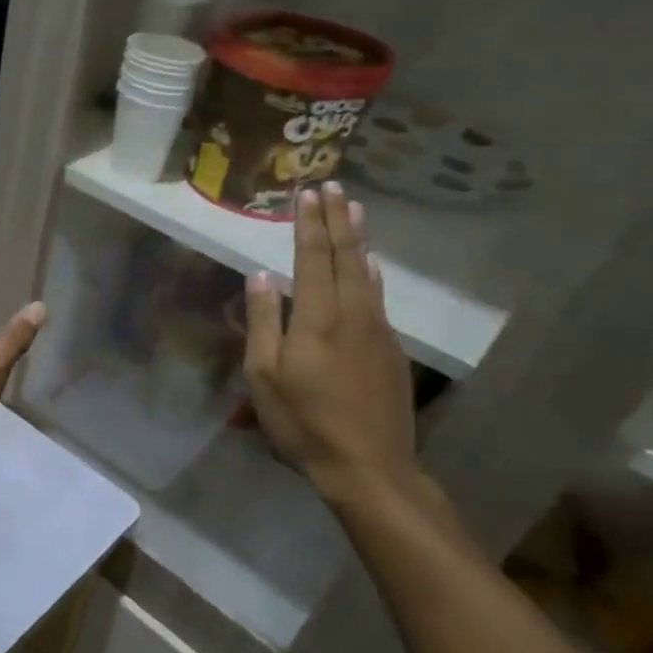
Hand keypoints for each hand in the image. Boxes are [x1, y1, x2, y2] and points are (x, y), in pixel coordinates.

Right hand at [244, 182, 419, 508]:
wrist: (368, 466)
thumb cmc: (303, 422)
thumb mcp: (264, 375)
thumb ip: (264, 321)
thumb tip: (261, 275)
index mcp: (317, 318)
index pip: (313, 258)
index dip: (308, 224)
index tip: (306, 193)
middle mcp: (353, 314)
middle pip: (345, 256)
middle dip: (336, 219)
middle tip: (333, 187)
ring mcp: (377, 331)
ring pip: (367, 273)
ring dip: (357, 239)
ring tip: (354, 211)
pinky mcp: (390, 349)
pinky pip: (378, 296)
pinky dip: (371, 271)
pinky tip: (371, 265)